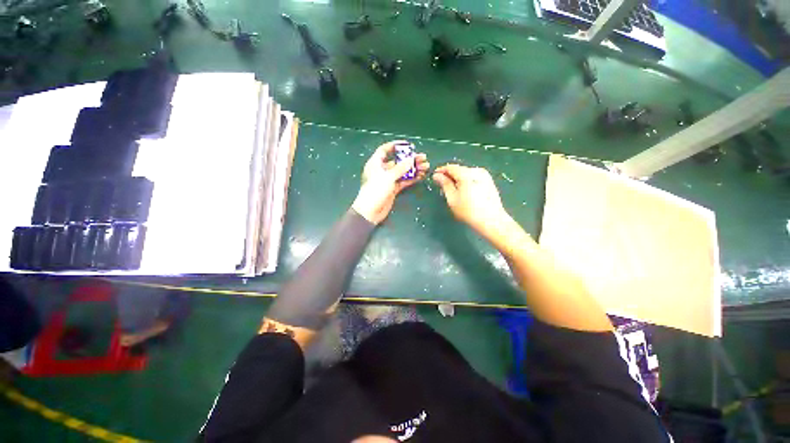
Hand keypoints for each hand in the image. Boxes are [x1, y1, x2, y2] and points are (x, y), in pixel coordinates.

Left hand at [352, 141, 428, 224]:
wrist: (371, 211)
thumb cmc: (375, 190)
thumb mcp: (388, 177)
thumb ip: (401, 168)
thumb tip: (412, 159)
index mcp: (375, 163)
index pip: (384, 150)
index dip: (395, 146)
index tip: (408, 145)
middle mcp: (382, 170)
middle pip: (397, 161)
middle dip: (410, 159)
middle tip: (423, 158)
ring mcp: (388, 180)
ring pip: (402, 172)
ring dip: (413, 169)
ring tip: (426, 167)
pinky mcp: (393, 189)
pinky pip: (404, 181)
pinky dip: (412, 178)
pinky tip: (421, 176)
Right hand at [432, 164, 509, 236]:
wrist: (491, 220)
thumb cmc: (468, 211)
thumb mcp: (452, 198)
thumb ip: (444, 184)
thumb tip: (437, 175)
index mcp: (466, 174)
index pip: (450, 167)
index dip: (441, 171)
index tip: (434, 177)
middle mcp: (477, 171)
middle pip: (459, 169)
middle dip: (449, 176)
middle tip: (442, 186)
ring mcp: (485, 175)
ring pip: (466, 173)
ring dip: (458, 179)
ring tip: (452, 190)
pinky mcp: (489, 181)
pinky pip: (473, 177)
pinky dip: (466, 182)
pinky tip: (464, 192)